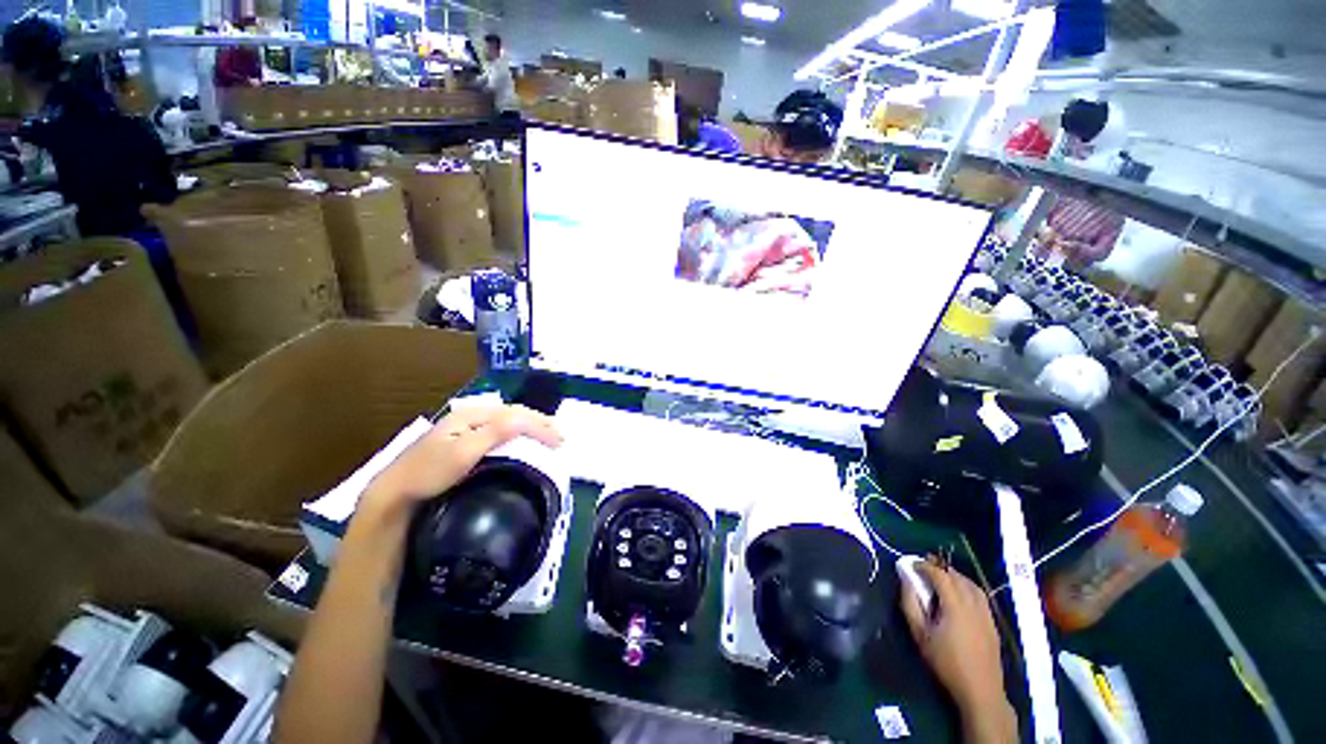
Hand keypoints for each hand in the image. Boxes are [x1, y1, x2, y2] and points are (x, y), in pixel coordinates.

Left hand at [362, 405, 561, 515]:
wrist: (395, 496)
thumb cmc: (428, 473)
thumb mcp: (463, 451)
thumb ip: (496, 431)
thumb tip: (528, 419)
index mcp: (471, 415)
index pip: (514, 413)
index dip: (539, 424)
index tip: (559, 440)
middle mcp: (470, 418)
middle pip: (513, 415)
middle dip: (538, 424)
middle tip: (559, 438)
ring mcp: (466, 431)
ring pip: (507, 424)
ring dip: (530, 430)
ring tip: (548, 438)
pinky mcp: (464, 444)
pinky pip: (500, 434)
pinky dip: (518, 437)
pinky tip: (524, 444)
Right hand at [900, 558, 1015, 743]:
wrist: (980, 690)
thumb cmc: (946, 662)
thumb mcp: (919, 634)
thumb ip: (910, 603)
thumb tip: (906, 580)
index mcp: (955, 605)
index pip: (940, 574)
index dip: (925, 565)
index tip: (911, 564)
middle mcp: (973, 605)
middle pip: (957, 576)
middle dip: (940, 568)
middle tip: (924, 567)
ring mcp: (986, 614)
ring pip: (971, 584)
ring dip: (955, 576)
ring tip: (941, 577)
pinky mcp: (992, 623)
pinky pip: (980, 596)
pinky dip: (967, 587)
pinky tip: (960, 595)